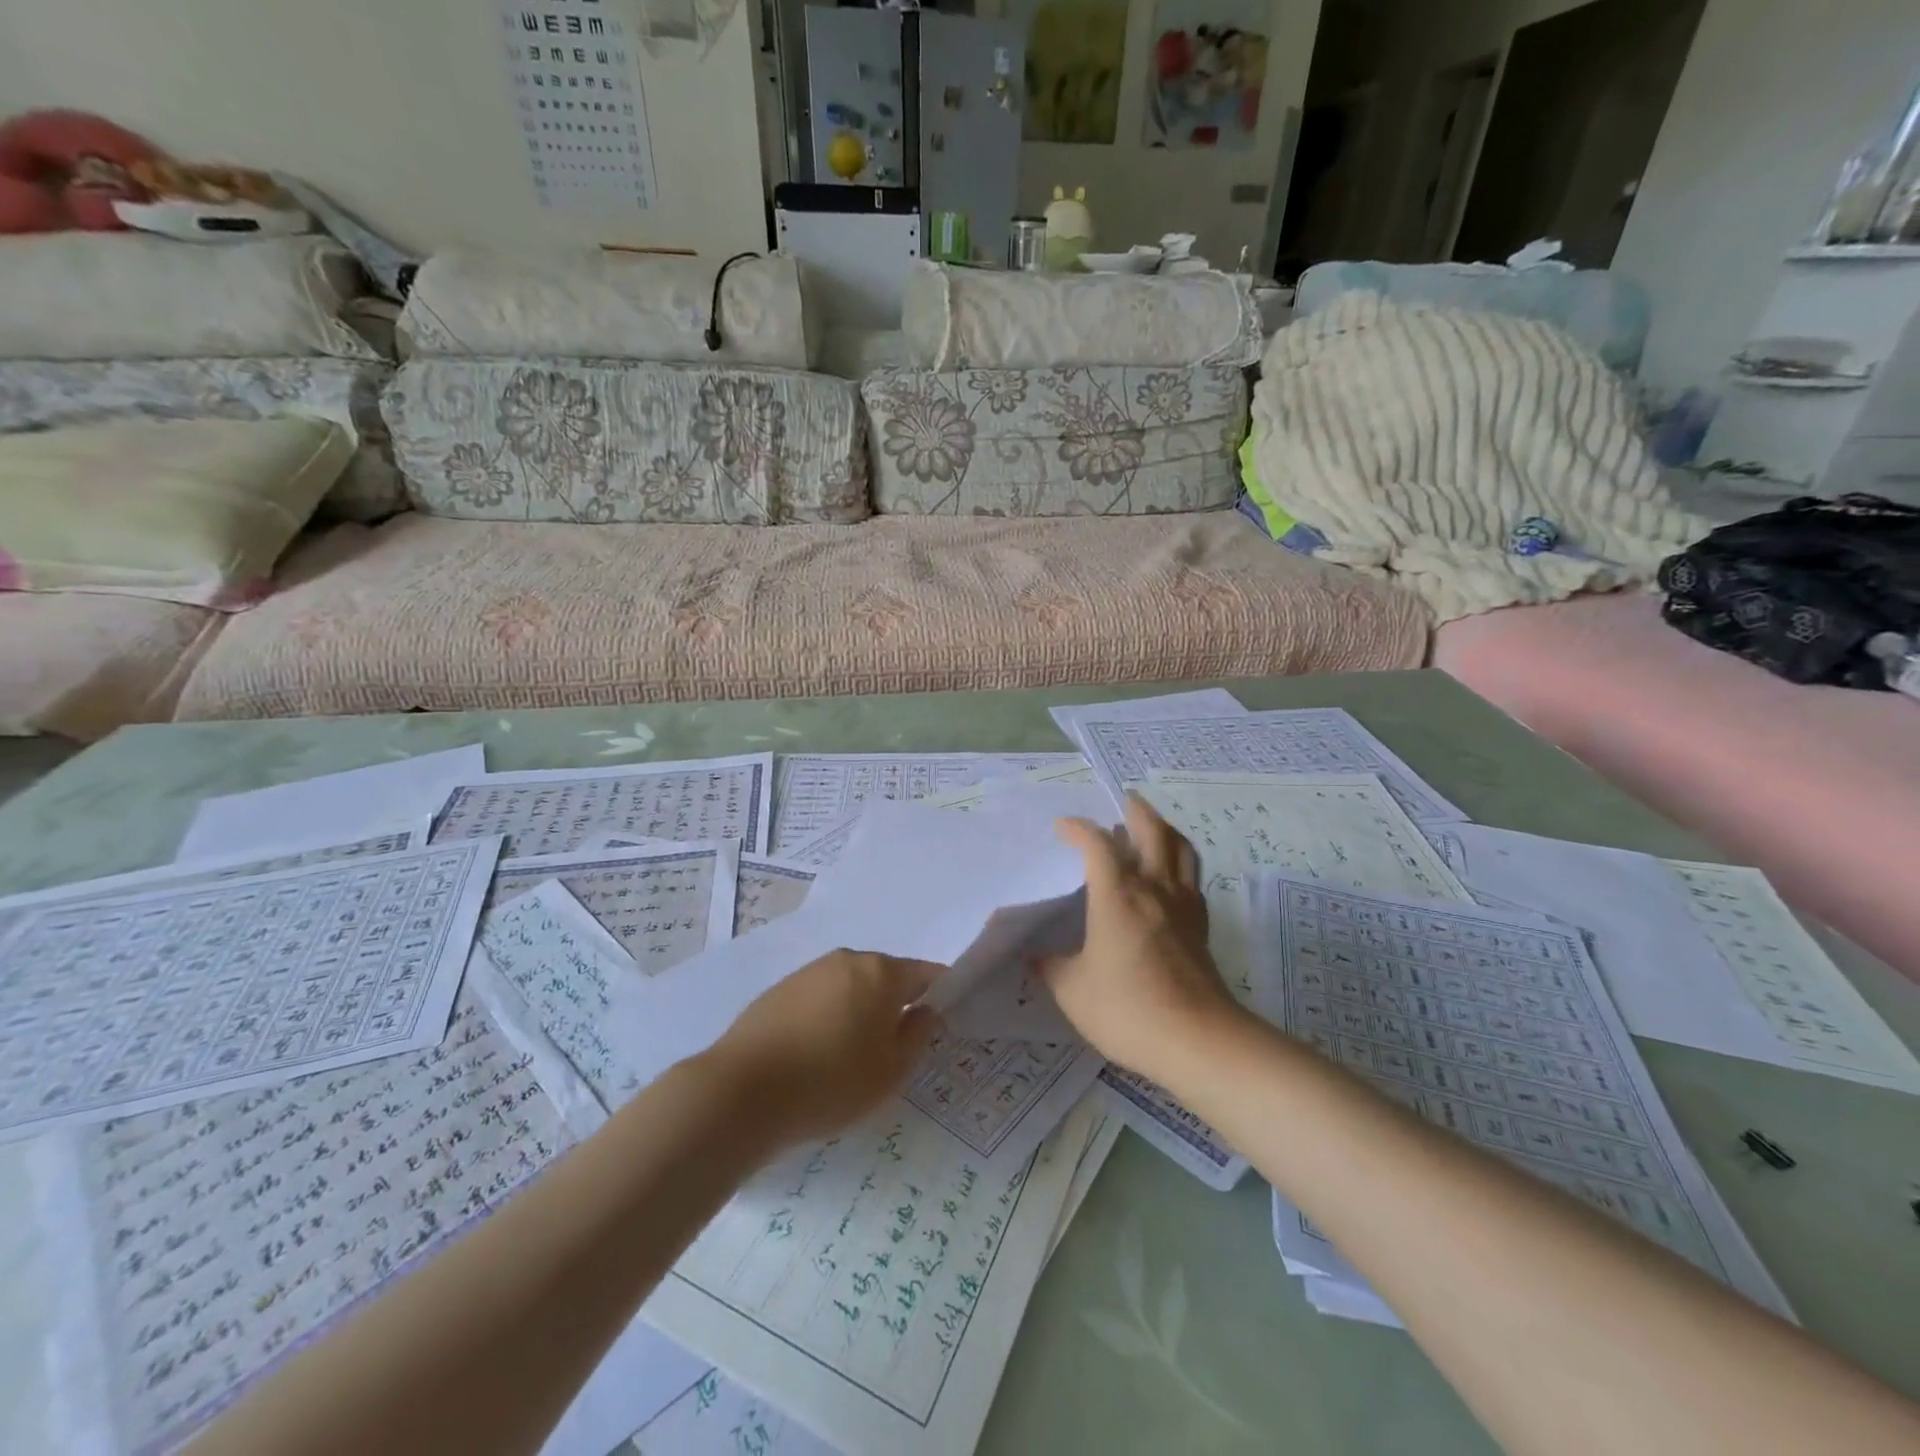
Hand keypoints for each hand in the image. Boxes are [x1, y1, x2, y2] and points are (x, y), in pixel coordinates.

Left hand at [705, 949, 943, 1147]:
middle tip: (892, 1052)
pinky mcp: (780, 990)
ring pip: (851, 988)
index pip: (926, 974)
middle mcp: (847, 960)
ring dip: (859, 1013)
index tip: (938, 1027)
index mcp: (881, 972)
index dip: (939, 997)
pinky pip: (820, 999)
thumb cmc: (831, 1082)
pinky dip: (828, 1019)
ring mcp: (809, 972)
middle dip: (895, 1007)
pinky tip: (816, 1056)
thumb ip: (918, 1035)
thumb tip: (925, 1010)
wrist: (742, 1091)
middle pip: (886, 978)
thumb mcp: (891, 1071)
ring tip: (850, 1059)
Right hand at [1044, 794, 1243, 1083]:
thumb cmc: (1128, 1009)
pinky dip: (1179, 863)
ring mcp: (1183, 906)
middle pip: (1152, 830)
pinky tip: (1169, 878)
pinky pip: (1192, 879)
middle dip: (1135, 810)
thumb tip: (1034, 956)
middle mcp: (1154, 888)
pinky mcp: (1201, 927)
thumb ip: (1051, 967)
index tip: (1061, 827)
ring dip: (1165, 830)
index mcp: (1118, 894)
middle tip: (1123, 800)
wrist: (1199, 1041)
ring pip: (1181, 849)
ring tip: (1151, 828)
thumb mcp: (1073, 991)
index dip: (1077, 828)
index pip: (1096, 844)